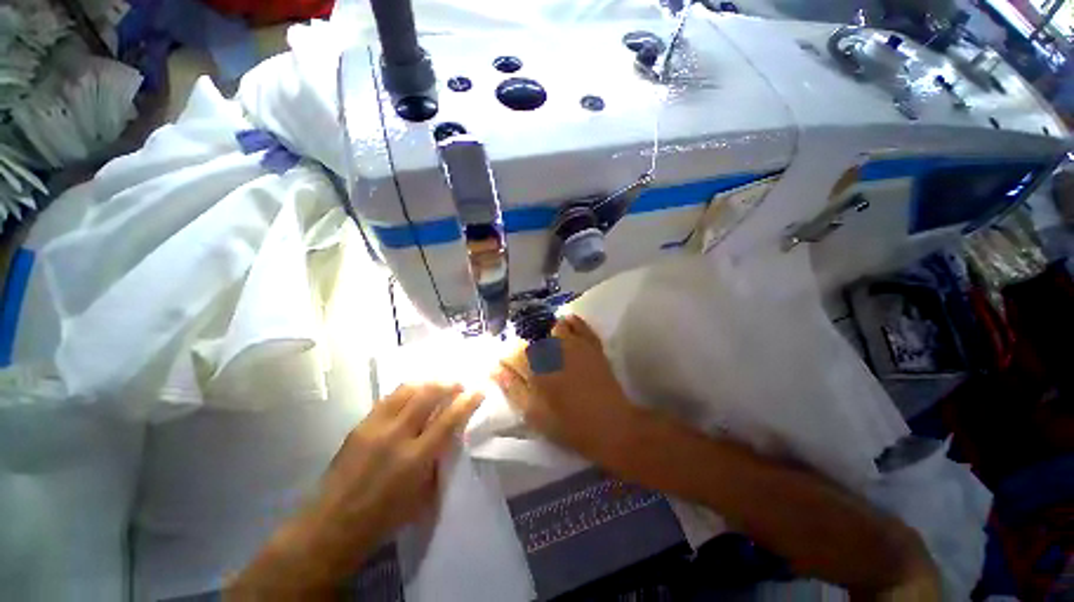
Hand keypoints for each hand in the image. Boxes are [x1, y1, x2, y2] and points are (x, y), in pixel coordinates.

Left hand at [229, 382, 482, 598]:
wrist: (332, 524)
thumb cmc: (384, 517)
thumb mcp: (422, 495)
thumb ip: (438, 460)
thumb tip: (451, 435)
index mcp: (415, 459)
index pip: (448, 420)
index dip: (467, 402)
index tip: (478, 390)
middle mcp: (396, 436)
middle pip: (427, 395)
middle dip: (447, 384)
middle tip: (458, 384)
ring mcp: (375, 427)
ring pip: (407, 390)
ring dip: (427, 383)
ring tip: (437, 384)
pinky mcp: (360, 424)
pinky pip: (388, 397)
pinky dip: (407, 391)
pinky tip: (412, 394)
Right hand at [492, 314, 639, 461]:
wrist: (612, 426)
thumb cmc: (569, 425)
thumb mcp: (533, 414)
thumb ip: (512, 388)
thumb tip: (493, 367)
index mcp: (537, 367)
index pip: (513, 352)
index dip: (507, 358)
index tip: (506, 366)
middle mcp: (554, 348)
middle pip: (533, 338)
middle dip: (525, 346)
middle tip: (527, 361)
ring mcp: (575, 343)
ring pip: (554, 327)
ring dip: (546, 333)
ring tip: (546, 345)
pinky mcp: (592, 344)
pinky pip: (579, 323)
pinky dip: (570, 321)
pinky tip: (565, 323)